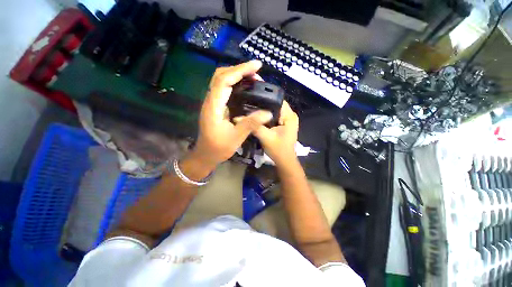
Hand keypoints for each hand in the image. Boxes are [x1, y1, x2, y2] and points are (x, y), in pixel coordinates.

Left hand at [191, 60, 272, 168]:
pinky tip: (244, 86)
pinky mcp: (215, 106)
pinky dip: (234, 83)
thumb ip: (251, 124)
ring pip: (221, 80)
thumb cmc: (219, 148)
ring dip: (236, 75)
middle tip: (256, 71)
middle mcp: (210, 101)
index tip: (257, 66)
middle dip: (239, 69)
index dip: (240, 70)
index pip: (224, 80)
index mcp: (214, 107)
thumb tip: (268, 113)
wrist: (205, 154)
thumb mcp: (236, 137)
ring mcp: (212, 102)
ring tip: (252, 76)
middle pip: (221, 76)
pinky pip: (223, 88)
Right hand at [253, 101, 298, 166]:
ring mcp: (288, 120)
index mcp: (289, 115)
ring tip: (251, 111)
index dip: (265, 99)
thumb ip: (253, 126)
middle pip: (275, 104)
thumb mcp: (265, 137)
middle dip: (263, 105)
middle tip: (249, 106)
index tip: (252, 100)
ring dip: (264, 112)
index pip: (277, 100)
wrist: (284, 161)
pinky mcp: (284, 124)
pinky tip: (258, 119)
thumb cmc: (278, 150)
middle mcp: (290, 115)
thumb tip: (237, 117)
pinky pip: (274, 116)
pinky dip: (267, 117)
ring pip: (274, 111)